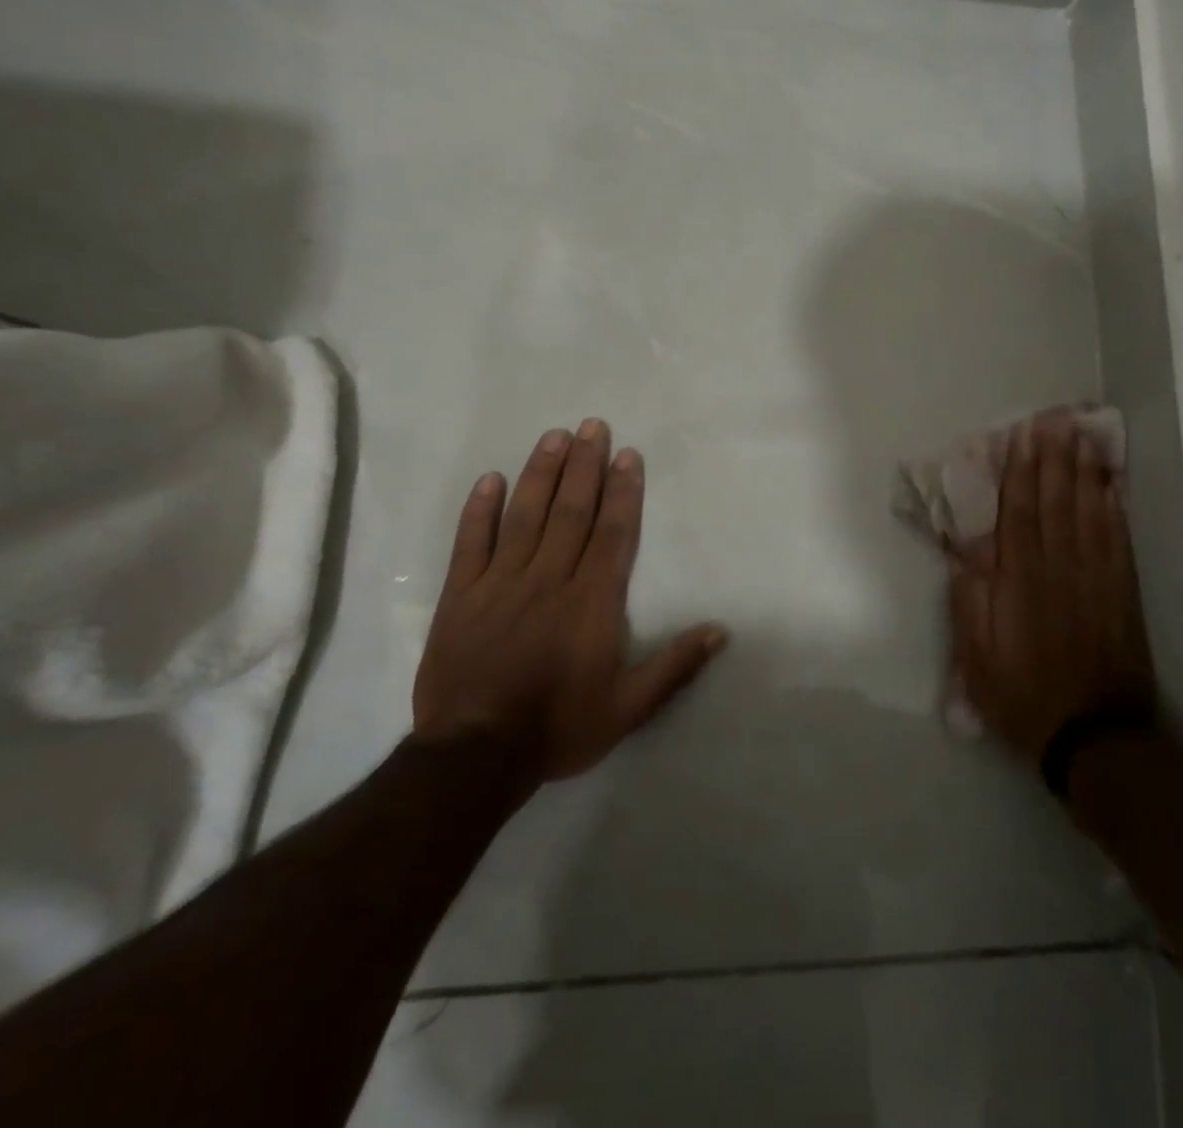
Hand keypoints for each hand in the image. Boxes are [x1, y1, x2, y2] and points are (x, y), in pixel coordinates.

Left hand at [413, 419, 726, 780]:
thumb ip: (674, 666)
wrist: (475, 757)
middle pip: (572, 511)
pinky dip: (480, 510)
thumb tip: (721, 630)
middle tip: (593, 425)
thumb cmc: (559, 727)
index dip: (622, 491)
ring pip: (526, 516)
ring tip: (554, 436)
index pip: (612, 533)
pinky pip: (471, 543)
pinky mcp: (462, 596)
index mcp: (592, 601)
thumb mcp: (629, 708)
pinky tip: (491, 479)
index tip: (627, 454)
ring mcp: (501, 583)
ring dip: (542, 473)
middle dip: (585, 465)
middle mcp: (550, 579)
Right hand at [948, 413, 1153, 761]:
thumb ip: (970, 603)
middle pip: (1055, 503)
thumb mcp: (976, 660)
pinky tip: (1113, 486)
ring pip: (1089, 514)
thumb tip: (966, 553)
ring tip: (1083, 437)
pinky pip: (1119, 542)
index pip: (1019, 515)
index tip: (1022, 437)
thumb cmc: (1023, 696)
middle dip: (1054, 459)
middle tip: (1057, 420)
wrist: (1093, 736)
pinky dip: (1115, 510)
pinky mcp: (1122, 594)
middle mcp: (1058, 570)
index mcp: (1019, 583)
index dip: (1020, 473)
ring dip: (1084, 473)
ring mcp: (1096, 579)